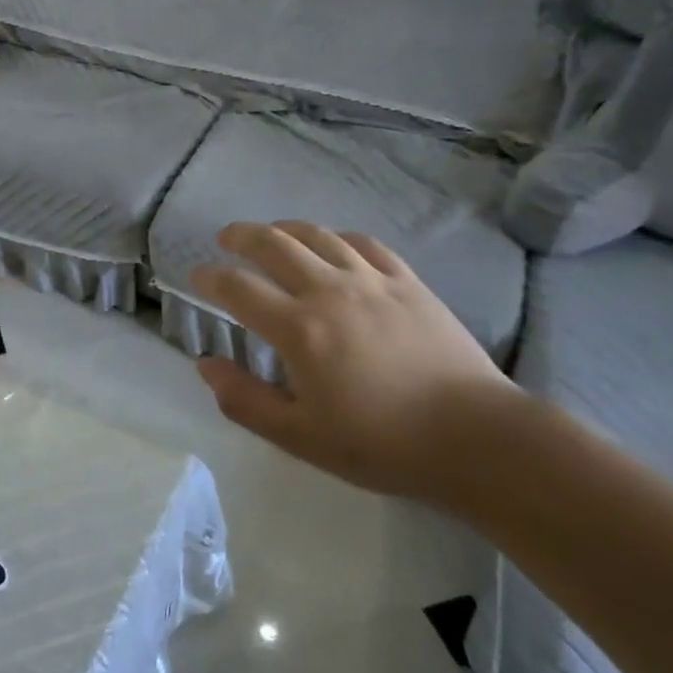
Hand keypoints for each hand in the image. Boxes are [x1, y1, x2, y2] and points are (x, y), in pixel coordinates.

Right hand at [190, 221, 520, 505]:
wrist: (475, 438)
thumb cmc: (382, 443)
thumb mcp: (301, 437)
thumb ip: (245, 400)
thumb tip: (205, 365)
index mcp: (299, 329)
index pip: (238, 288)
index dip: (210, 277)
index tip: (197, 276)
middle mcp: (329, 291)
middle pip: (274, 244)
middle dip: (241, 236)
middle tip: (226, 238)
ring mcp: (372, 280)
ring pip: (318, 235)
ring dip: (285, 228)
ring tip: (272, 233)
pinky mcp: (407, 281)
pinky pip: (365, 243)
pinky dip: (338, 237)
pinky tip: (334, 244)